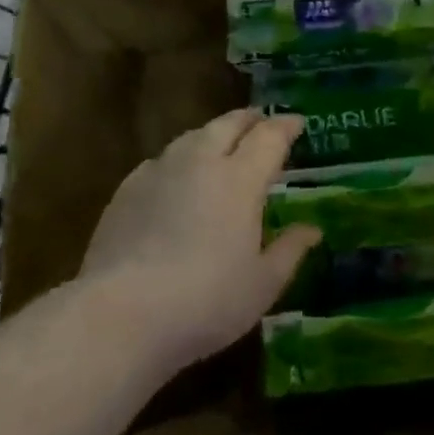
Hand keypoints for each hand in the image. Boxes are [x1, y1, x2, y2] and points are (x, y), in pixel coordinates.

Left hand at [78, 109, 320, 368]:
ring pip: (193, 137)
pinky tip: (177, 178)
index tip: (298, 123)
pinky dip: (180, 159)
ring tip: (221, 145)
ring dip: (214, 135)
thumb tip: (312, 229)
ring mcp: (160, 171)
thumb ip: (290, 250)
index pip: (270, 137)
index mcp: (241, 178)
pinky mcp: (127, 189)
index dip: (286, 126)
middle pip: (228, 124)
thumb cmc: (206, 301)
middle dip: (250, 119)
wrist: (121, 315)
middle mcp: (202, 161)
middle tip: (262, 123)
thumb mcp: (262, 285)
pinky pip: (162, 160)